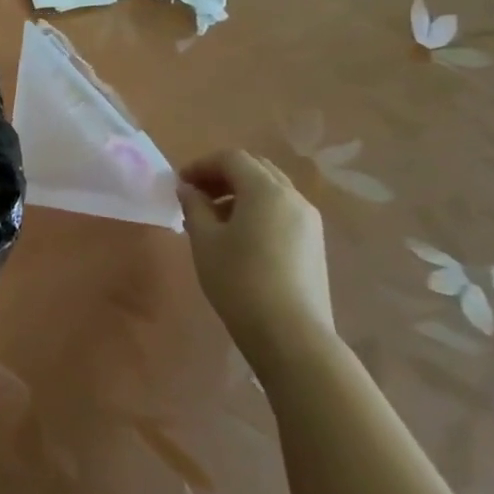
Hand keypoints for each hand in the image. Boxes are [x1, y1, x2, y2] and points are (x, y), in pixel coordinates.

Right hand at [176, 150, 335, 369]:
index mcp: (266, 190)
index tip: (179, 184)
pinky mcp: (314, 243)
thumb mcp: (205, 240)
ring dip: (240, 193)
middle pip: (255, 169)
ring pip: (271, 190)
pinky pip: (282, 210)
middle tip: (196, 195)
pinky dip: (257, 210)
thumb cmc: (239, 280)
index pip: (231, 158)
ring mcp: (309, 221)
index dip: (201, 165)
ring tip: (213, 218)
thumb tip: (188, 189)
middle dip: (222, 175)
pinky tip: (239, 237)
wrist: (291, 334)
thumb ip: (194, 206)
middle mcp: (293, 198)